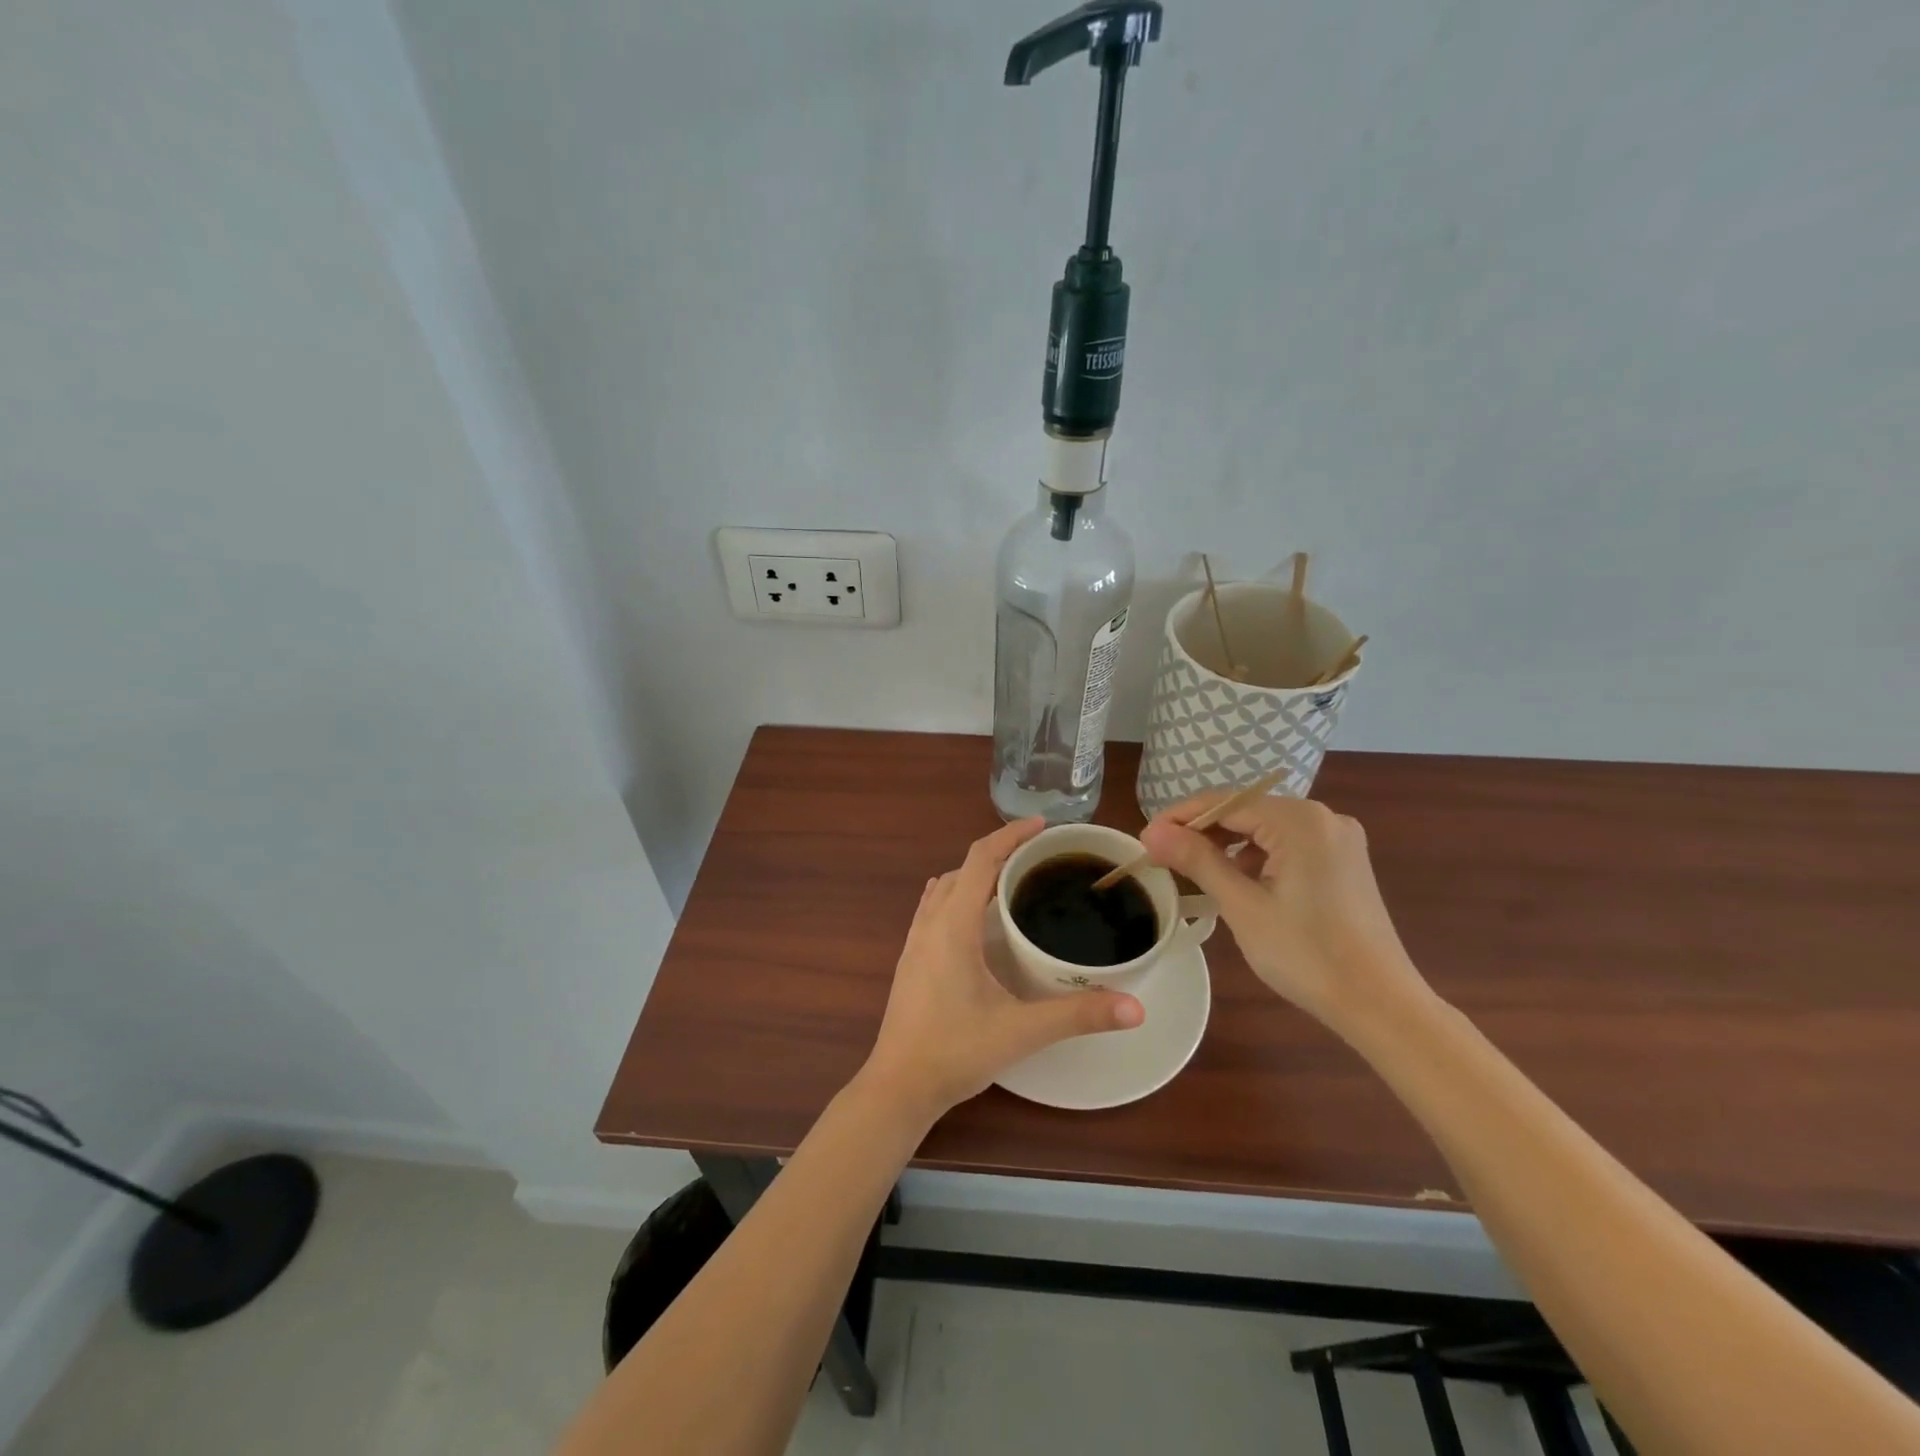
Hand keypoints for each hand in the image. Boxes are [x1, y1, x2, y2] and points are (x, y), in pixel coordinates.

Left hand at [861, 818, 1143, 1120]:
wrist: (898, 1086)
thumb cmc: (955, 1051)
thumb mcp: (1021, 1031)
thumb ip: (1078, 1016)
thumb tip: (1136, 1008)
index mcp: (953, 926)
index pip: (980, 860)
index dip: (1011, 836)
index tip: (1043, 825)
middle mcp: (930, 923)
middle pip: (963, 868)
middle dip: (999, 853)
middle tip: (1040, 858)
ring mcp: (915, 941)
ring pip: (945, 887)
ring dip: (976, 874)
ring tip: (1013, 881)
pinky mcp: (910, 959)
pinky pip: (934, 908)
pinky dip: (958, 895)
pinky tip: (974, 916)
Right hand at [1140, 791, 1430, 1035]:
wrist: (1380, 1004)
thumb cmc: (1306, 955)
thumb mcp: (1242, 905)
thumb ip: (1197, 860)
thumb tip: (1151, 831)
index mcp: (1300, 821)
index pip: (1225, 802)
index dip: (1180, 817)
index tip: (1145, 839)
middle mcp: (1323, 817)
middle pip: (1246, 811)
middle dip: (1202, 831)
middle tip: (1162, 857)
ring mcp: (1338, 839)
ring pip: (1265, 829)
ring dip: (1227, 845)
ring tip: (1193, 871)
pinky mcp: (1343, 861)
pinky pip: (1287, 845)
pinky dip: (1256, 857)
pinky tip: (1236, 882)